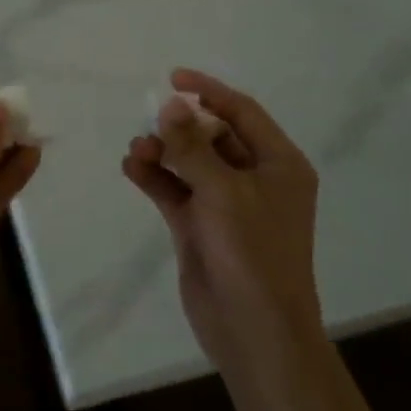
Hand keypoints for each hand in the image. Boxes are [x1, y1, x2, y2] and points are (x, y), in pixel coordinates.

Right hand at [122, 70, 323, 378]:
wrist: (254, 332)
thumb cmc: (253, 253)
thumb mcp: (223, 191)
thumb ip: (192, 146)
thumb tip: (170, 105)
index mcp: (279, 164)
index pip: (242, 112)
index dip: (209, 90)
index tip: (173, 78)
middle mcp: (255, 179)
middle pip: (213, 135)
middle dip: (180, 126)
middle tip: (150, 124)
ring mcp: (226, 204)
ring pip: (190, 163)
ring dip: (163, 152)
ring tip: (136, 150)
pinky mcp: (201, 227)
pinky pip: (175, 190)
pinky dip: (155, 177)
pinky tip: (131, 167)